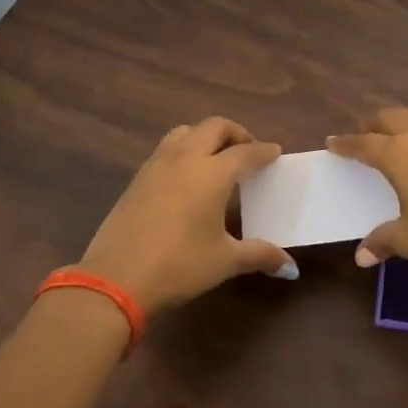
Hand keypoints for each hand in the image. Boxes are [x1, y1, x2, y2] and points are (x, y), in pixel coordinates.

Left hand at [77, 118, 295, 316]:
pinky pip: (166, 149)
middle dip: (235, 133)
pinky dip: (184, 150)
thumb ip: (260, 255)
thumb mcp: (225, 261)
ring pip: (185, 132)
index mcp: (212, 174)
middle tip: (247, 151)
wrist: (116, 279)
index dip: (263, 151)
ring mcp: (156, 165)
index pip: (245, 152)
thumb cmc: (179, 266)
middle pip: (214, 127)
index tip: (275, 152)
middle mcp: (185, 159)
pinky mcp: (137, 179)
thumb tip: (291, 267)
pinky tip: (187, 177)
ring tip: (216, 157)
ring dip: (205, 136)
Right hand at [326, 107, 407, 280]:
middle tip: (364, 134)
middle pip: (391, 118)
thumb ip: (384, 240)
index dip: (346, 144)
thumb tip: (362, 256)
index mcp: (399, 153)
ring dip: (403, 120)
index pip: (364, 144)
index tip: (333, 142)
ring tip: (399, 132)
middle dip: (373, 124)